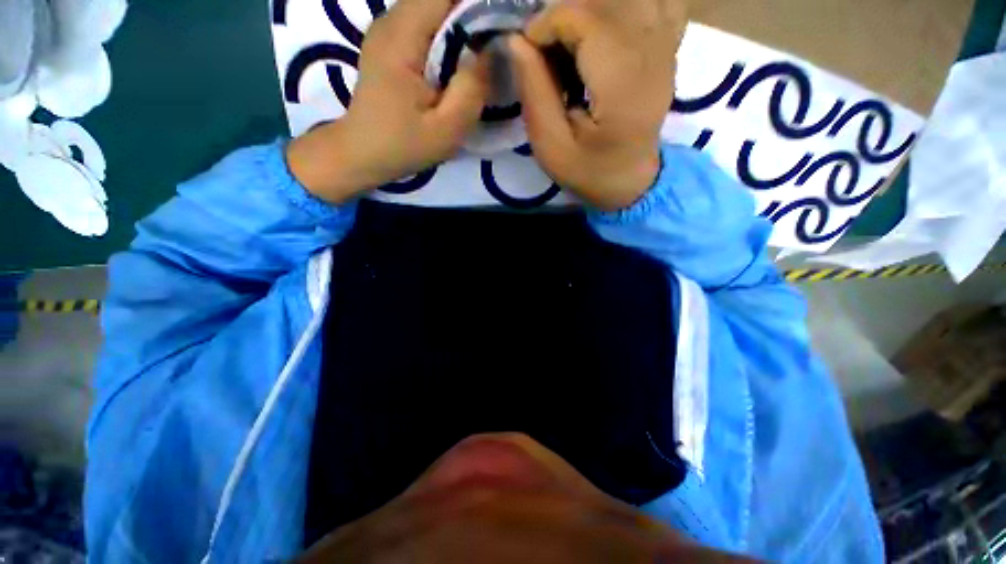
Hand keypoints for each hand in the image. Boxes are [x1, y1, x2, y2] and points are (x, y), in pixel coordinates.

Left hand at [287, 0, 488, 203]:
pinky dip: (446, 31)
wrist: (362, 152)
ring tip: (481, 51)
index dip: (479, 4)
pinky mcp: (388, 40)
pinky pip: (424, 21)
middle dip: (473, 12)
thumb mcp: (447, 129)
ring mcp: (387, 27)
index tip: (502, 27)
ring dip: (461, 22)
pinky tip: (458, 58)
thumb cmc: (404, 145)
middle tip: (496, 44)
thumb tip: (493, 51)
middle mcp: (391, 19)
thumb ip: (472, 89)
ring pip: (433, 6)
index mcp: (403, 37)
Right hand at [508, 0, 685, 210]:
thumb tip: (517, 41)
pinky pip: (656, 1)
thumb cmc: (589, 171)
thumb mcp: (551, 147)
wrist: (632, 181)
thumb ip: (534, 93)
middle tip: (549, 53)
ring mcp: (666, 44)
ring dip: (590, 11)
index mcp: (622, 83)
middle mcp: (652, 51)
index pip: (582, 16)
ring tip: (573, 46)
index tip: (528, 54)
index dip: (545, 25)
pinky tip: (604, 33)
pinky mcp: (668, 44)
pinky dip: (623, 8)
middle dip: (564, 16)